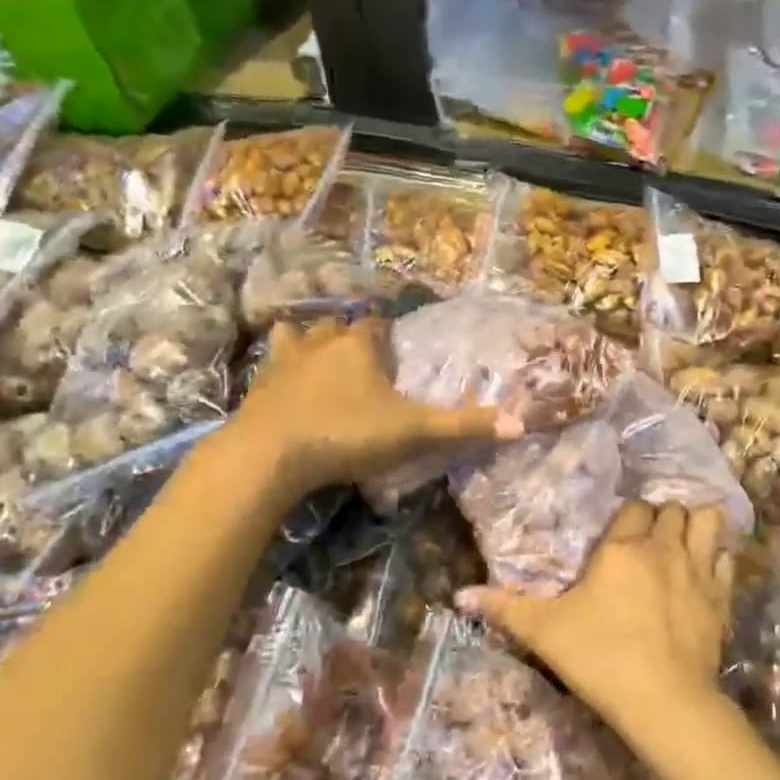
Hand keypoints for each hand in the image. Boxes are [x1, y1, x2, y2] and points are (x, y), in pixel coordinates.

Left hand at [224, 318, 517, 495]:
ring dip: (311, 342)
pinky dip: (281, 367)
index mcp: (359, 346)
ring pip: (299, 336)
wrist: (270, 455)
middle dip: (351, 335)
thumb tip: (521, 423)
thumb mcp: (413, 432)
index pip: (377, 324)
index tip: (397, 348)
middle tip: (366, 359)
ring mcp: (284, 362)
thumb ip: (463, 426)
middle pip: (338, 326)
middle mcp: (320, 343)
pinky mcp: (259, 386)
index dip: (388, 333)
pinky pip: (271, 364)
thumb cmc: (347, 434)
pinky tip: (285, 383)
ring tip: (322, 360)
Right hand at [459, 502, 733, 742]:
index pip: (633, 509)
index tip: (621, 534)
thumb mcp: (544, 632)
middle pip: (672, 510)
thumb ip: (504, 608)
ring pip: (708, 522)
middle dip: (662, 517)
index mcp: (622, 549)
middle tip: (650, 538)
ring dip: (699, 524)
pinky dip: (719, 557)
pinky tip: (709, 570)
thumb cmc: (599, 657)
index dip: (628, 517)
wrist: (663, 701)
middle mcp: (664, 549)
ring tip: (687, 539)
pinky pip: (727, 560)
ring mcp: (699, 572)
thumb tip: (459, 595)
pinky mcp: (721, 599)